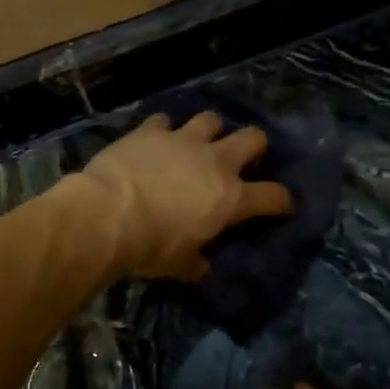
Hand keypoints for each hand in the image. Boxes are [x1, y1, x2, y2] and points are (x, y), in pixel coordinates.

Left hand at [76, 111, 293, 280]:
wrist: (107, 215)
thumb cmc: (150, 245)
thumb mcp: (178, 264)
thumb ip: (195, 263)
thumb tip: (202, 269)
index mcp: (230, 198)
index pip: (272, 196)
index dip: (282, 200)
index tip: (282, 205)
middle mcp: (215, 161)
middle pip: (252, 138)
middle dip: (255, 145)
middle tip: (245, 156)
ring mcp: (183, 140)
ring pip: (211, 119)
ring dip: (209, 129)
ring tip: (200, 140)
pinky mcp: (150, 130)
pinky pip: (163, 120)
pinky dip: (162, 130)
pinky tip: (155, 139)